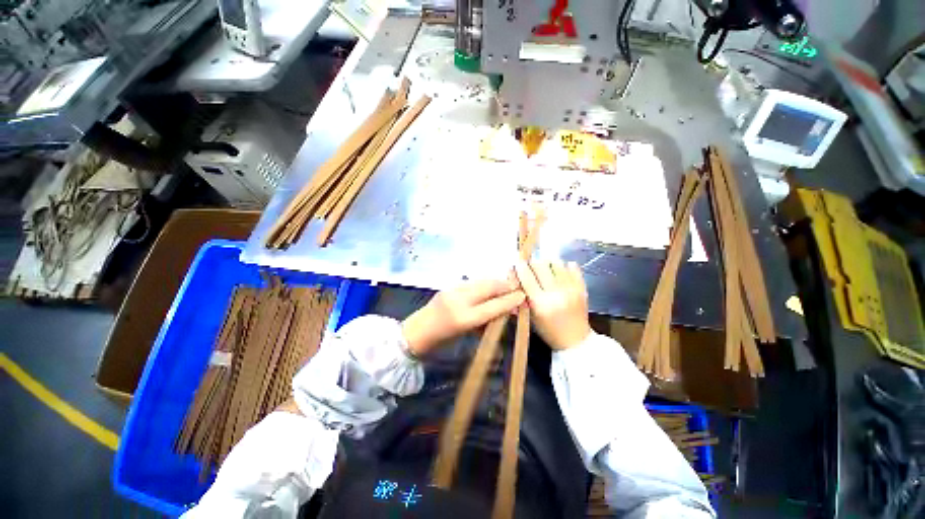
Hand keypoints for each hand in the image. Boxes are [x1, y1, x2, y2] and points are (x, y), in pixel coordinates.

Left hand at [401, 279, 525, 355]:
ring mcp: (452, 290)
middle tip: (516, 288)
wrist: (416, 332)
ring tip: (504, 287)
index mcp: (464, 318)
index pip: (492, 306)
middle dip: (504, 286)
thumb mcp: (466, 334)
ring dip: (494, 283)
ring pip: (480, 281)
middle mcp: (459, 301)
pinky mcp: (448, 286)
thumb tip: (504, 313)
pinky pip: (471, 282)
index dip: (509, 300)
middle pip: (488, 287)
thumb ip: (486, 322)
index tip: (522, 295)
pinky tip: (487, 288)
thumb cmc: (442, 340)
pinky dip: (482, 284)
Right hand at [514, 260, 590, 349]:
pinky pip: (573, 266)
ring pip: (556, 262)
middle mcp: (556, 294)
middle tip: (531, 268)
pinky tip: (560, 272)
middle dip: (532, 264)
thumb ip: (524, 296)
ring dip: (547, 263)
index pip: (527, 277)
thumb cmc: (549, 331)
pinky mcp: (582, 287)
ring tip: (546, 269)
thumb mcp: (531, 316)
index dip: (520, 267)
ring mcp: (571, 289)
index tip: (517, 263)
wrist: (576, 341)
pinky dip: (564, 266)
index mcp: (540, 303)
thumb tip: (516, 276)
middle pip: (540, 265)